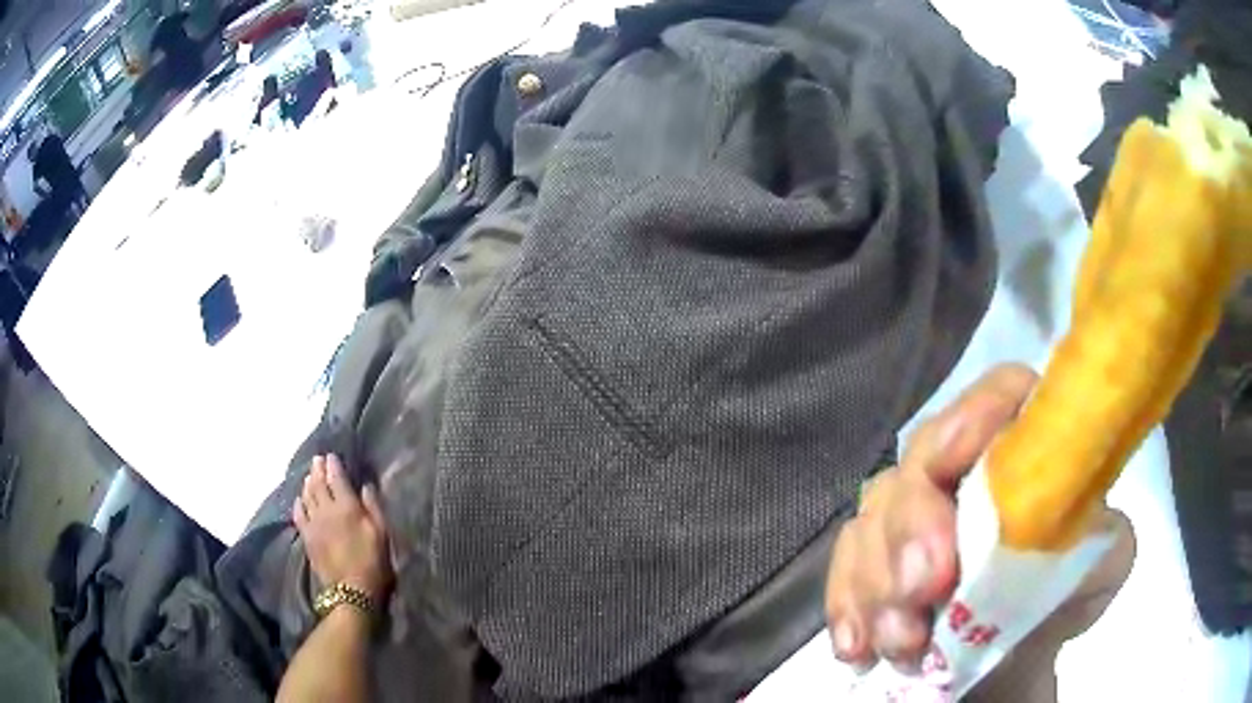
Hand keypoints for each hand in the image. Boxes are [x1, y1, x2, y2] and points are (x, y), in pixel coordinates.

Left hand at [293, 454, 393, 602]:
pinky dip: (298, 503)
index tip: (332, 456)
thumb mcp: (382, 533)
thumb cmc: (373, 561)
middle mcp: (326, 509)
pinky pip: (298, 514)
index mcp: (346, 506)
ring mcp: (313, 523)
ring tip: (309, 476)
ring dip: (307, 483)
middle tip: (317, 460)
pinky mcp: (307, 537)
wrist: (351, 590)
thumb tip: (365, 485)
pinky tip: (299, 499)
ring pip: (307, 496)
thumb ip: (373, 507)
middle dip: (317, 470)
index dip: (333, 465)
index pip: (336, 478)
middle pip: (317, 483)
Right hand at [825, 363, 1134, 675]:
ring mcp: (908, 517)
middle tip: (925, 586)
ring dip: (879, 584)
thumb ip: (1102, 533)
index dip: (977, 414)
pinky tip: (859, 647)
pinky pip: (842, 570)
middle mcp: (958, 470)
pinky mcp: (874, 566)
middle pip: (920, 463)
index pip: (999, 395)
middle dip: (913, 525)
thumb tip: (1070, 521)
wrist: (1014, 652)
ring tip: (904, 644)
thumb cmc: (1066, 598)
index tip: (962, 459)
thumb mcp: (1105, 565)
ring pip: (872, 521)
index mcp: (1022, 449)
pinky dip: (847, 606)